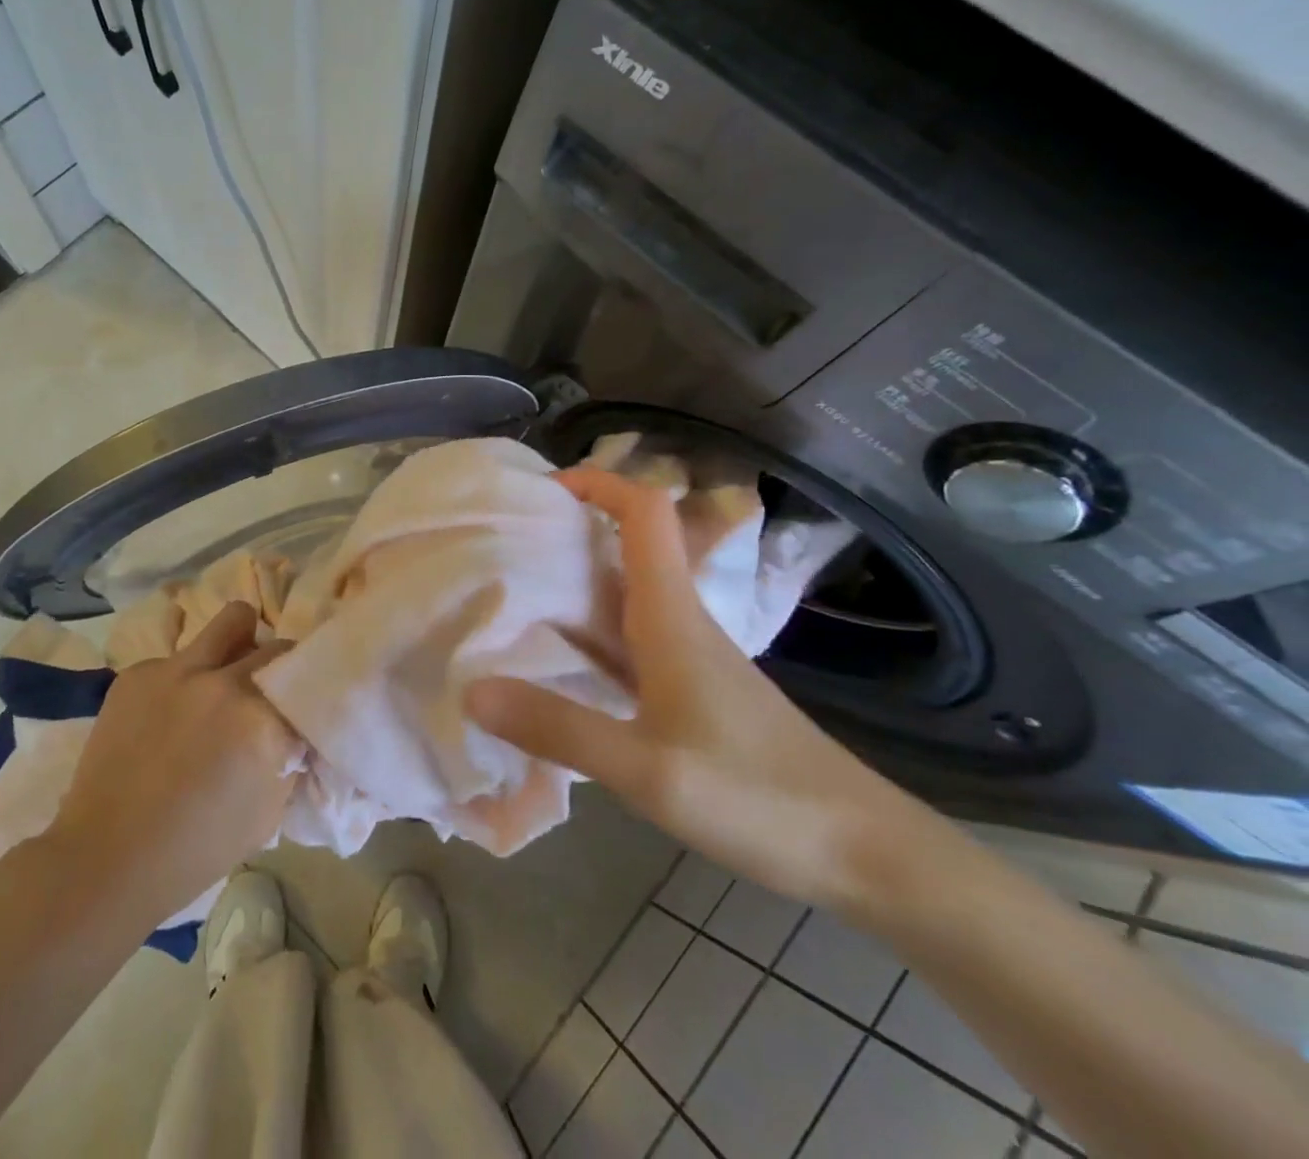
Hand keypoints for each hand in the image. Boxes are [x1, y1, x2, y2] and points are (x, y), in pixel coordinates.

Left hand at [45, 601, 301, 922]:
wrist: (108, 858)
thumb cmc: (198, 848)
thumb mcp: (269, 811)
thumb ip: (290, 757)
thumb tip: (297, 729)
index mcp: (261, 718)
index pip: (305, 676)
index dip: (307, 690)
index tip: (301, 704)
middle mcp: (223, 681)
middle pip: (275, 647)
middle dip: (279, 668)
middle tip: (267, 694)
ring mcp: (176, 669)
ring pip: (232, 620)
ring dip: (241, 643)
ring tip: (227, 673)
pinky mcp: (138, 672)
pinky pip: (179, 657)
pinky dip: (186, 677)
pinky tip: (168, 715)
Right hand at [464, 466, 931, 909]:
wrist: (864, 854)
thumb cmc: (759, 798)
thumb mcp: (647, 771)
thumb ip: (559, 729)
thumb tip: (473, 689)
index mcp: (672, 616)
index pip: (646, 514)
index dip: (599, 482)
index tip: (543, 487)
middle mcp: (679, 622)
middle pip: (628, 546)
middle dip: (569, 529)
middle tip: (503, 541)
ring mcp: (688, 659)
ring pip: (624, 595)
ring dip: (574, 581)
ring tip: (512, 591)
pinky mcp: (691, 693)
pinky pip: (627, 643)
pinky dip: (587, 635)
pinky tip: (555, 663)